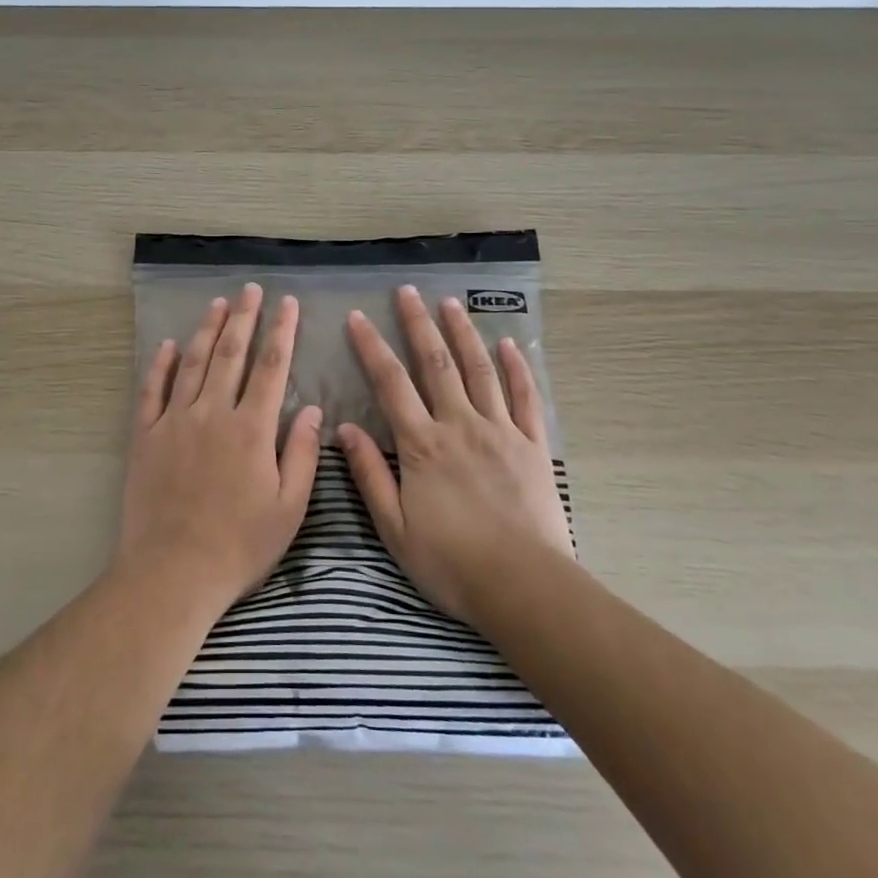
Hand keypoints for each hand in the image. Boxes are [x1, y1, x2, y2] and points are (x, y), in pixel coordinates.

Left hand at [115, 284, 322, 613]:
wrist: (172, 572)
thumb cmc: (239, 545)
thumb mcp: (288, 509)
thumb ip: (301, 455)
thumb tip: (313, 409)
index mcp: (251, 429)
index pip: (271, 367)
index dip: (281, 331)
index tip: (287, 303)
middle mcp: (212, 413)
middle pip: (230, 354)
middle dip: (243, 317)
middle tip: (250, 290)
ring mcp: (174, 421)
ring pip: (192, 363)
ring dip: (206, 330)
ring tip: (217, 304)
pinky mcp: (145, 436)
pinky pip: (152, 390)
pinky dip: (160, 364)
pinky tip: (168, 345)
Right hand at [337, 285, 573, 626]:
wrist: (524, 587)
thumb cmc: (452, 562)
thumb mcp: (395, 528)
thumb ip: (369, 475)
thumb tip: (344, 429)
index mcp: (422, 445)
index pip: (391, 383)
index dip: (372, 347)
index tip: (357, 317)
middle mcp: (460, 425)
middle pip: (436, 364)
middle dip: (419, 324)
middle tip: (407, 291)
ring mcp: (501, 431)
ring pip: (480, 370)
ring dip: (464, 333)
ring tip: (451, 303)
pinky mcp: (533, 446)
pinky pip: (526, 398)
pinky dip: (518, 368)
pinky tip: (510, 344)